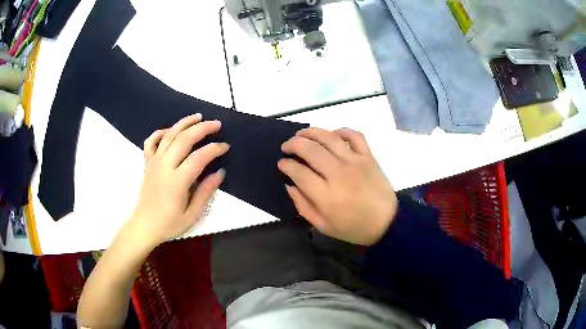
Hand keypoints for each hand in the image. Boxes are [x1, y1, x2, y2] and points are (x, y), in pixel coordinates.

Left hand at [126, 114, 228, 247]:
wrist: (144, 226)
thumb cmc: (169, 224)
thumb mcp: (192, 215)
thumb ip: (205, 193)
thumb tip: (220, 173)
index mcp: (176, 182)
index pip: (198, 157)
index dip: (214, 149)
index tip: (225, 147)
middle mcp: (164, 167)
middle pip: (183, 139)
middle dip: (202, 128)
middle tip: (216, 124)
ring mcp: (154, 163)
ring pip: (168, 135)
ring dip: (184, 123)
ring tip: (198, 116)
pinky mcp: (147, 164)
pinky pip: (151, 142)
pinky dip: (160, 132)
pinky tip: (170, 130)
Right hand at [278, 128, 396, 245]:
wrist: (386, 222)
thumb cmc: (353, 227)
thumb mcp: (323, 226)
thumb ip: (303, 206)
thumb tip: (289, 185)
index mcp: (326, 195)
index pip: (299, 172)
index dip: (286, 165)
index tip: (281, 164)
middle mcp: (338, 173)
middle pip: (310, 150)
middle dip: (293, 144)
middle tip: (286, 147)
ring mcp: (355, 162)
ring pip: (329, 137)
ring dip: (311, 132)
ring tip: (301, 134)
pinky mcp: (368, 156)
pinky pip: (355, 136)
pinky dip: (342, 131)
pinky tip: (333, 134)